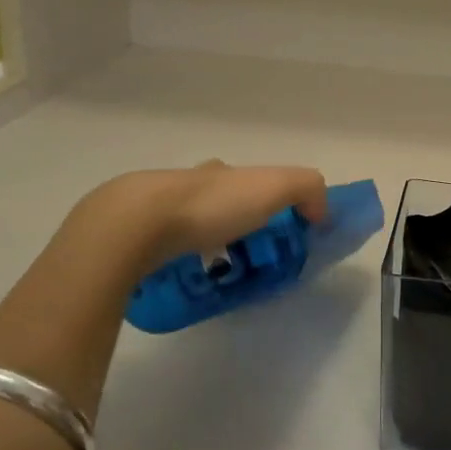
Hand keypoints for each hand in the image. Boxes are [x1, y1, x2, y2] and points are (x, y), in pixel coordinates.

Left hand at [69, 161, 328, 278]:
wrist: (137, 223)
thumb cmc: (213, 205)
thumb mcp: (276, 187)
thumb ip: (308, 190)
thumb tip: (320, 214)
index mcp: (220, 172)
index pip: (246, 178)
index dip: (265, 197)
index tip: (273, 226)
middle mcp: (187, 183)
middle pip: (214, 196)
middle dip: (229, 218)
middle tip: (242, 252)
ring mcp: (154, 209)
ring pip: (185, 221)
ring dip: (199, 239)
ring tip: (210, 271)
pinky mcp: (130, 238)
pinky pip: (160, 247)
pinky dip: (173, 258)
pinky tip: (178, 277)